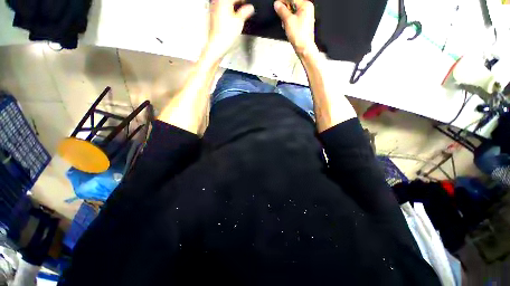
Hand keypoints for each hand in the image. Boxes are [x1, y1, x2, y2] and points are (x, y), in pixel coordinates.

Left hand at [207, 0, 254, 59]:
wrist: (217, 44)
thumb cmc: (225, 34)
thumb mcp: (239, 21)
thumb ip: (245, 12)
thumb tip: (250, 8)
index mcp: (223, 0)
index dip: (244, 1)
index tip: (248, 5)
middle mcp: (217, 2)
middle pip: (230, 0)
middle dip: (238, 3)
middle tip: (245, 9)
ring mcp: (213, 9)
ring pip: (225, 4)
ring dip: (233, 7)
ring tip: (239, 14)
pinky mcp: (213, 16)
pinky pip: (222, 9)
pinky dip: (228, 12)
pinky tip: (232, 18)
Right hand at [274, 0, 317, 56]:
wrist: (304, 48)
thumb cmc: (299, 35)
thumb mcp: (288, 21)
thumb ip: (282, 11)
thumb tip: (277, 4)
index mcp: (306, 5)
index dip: (283, 1)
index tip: (276, 4)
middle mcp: (307, 9)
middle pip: (292, 5)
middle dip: (285, 12)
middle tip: (282, 19)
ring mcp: (306, 16)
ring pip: (292, 13)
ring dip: (287, 18)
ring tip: (286, 26)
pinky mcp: (303, 23)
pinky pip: (294, 19)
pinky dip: (290, 22)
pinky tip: (288, 28)